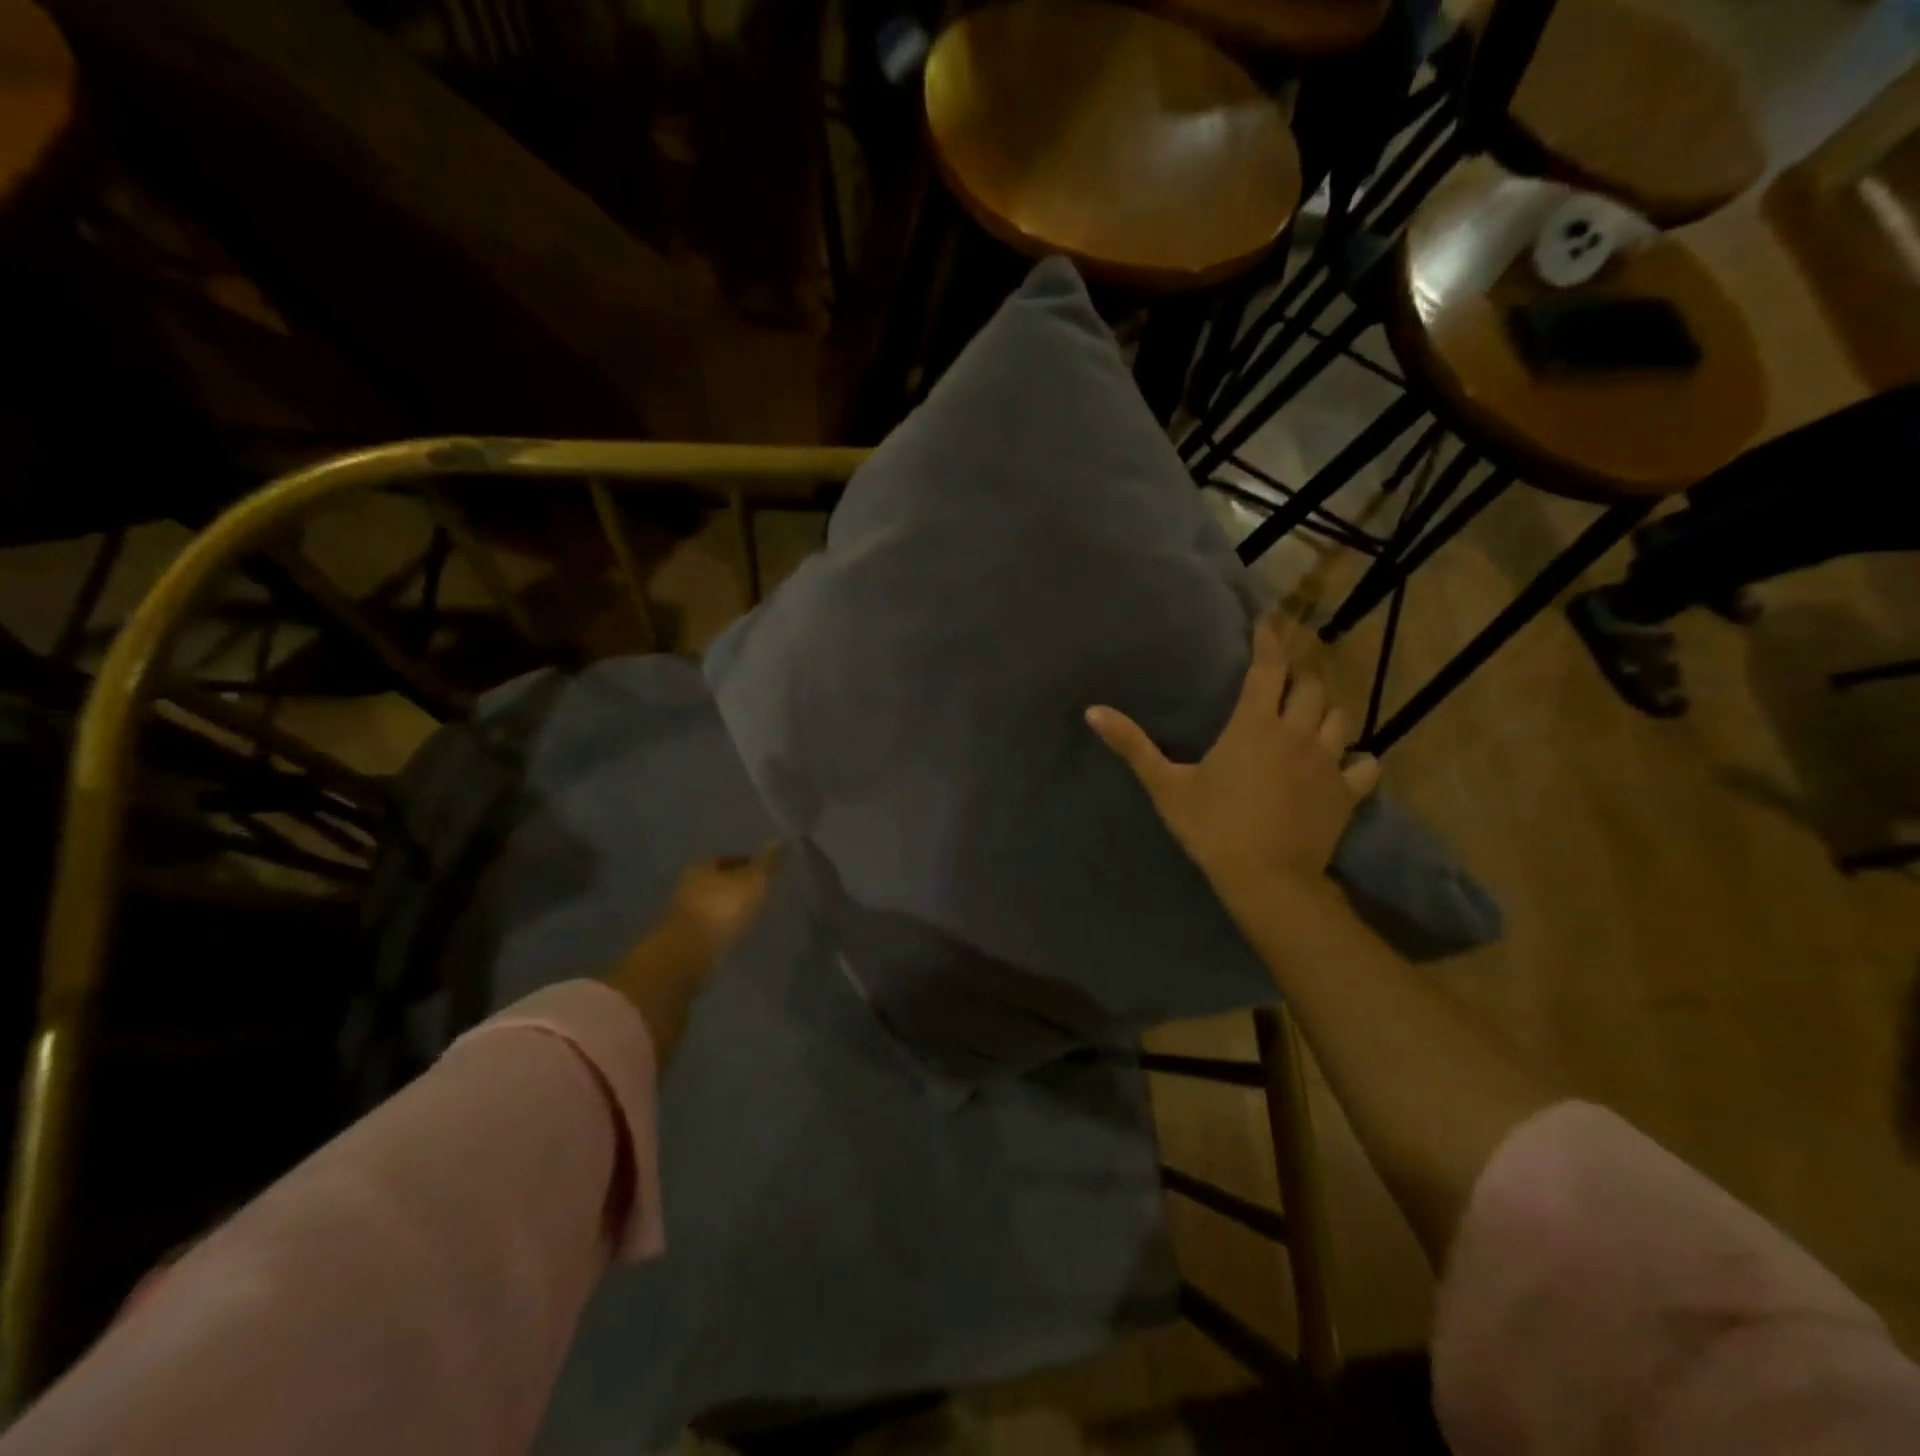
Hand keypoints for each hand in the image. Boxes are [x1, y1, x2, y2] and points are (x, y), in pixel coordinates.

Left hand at [662, 846, 780, 960]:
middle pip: (718, 882)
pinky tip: (738, 934)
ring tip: (753, 915)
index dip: (747, 864)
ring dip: (730, 909)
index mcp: (700, 867)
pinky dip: (723, 928)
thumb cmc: (723, 908)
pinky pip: (710, 928)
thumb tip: (777, 841)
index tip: (764, 872)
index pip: (726, 859)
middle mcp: (687, 887)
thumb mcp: (753, 881)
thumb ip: (766, 864)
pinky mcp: (684, 940)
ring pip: (713, 906)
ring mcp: (684, 915)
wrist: (690, 952)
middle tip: (761, 893)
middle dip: (737, 887)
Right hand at [1086, 618, 1378, 906]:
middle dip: (1299, 674)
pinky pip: (1365, 763)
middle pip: (1311, 686)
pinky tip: (1346, 761)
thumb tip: (1092, 711)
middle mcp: (1297, 733)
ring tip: (1312, 710)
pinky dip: (1357, 757)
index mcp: (1255, 725)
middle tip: (1285, 676)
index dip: (1269, 641)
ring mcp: (1328, 762)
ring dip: (1326, 707)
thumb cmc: (1213, 828)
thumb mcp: (1166, 786)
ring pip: (1340, 716)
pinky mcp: (1347, 792)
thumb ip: (1132, 745)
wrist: (1267, 879)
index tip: (1268, 622)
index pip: (1269, 668)